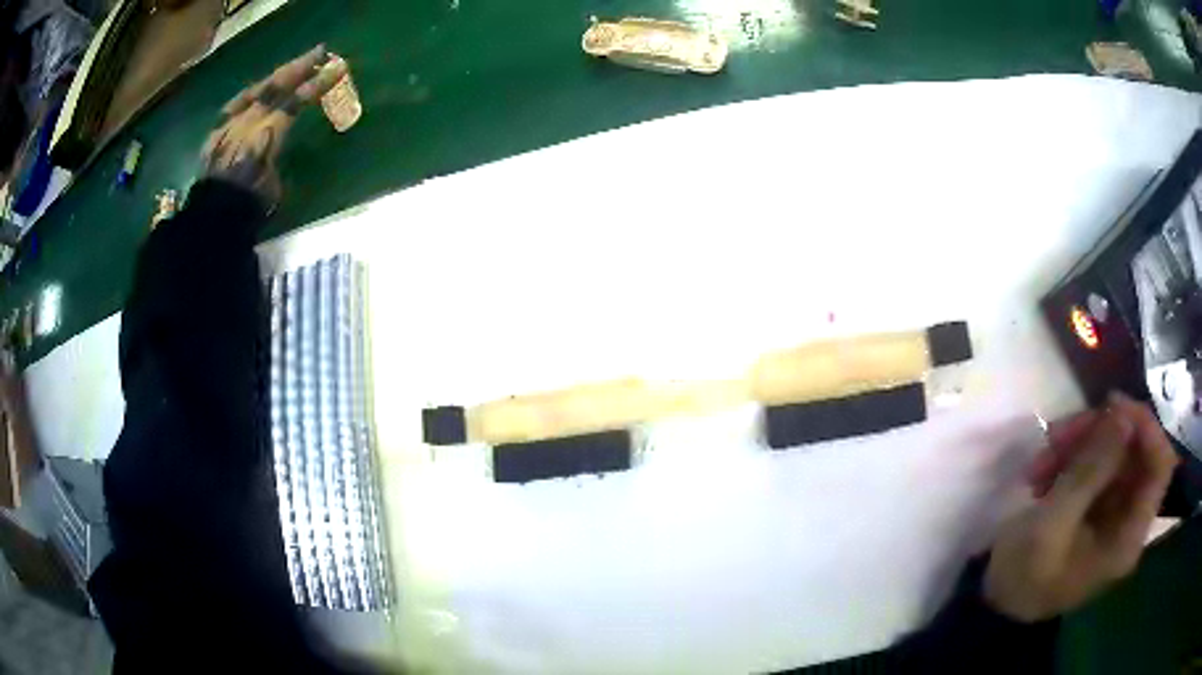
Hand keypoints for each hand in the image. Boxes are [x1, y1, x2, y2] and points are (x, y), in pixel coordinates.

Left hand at [201, 45, 347, 208]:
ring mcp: (229, 125)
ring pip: (255, 91)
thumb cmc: (246, 207)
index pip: (296, 101)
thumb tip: (275, 150)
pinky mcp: (215, 134)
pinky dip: (248, 95)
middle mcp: (247, 122)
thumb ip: (275, 159)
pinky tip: (253, 92)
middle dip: (299, 67)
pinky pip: (234, 105)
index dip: (317, 84)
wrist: (210, 219)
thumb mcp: (273, 187)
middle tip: (319, 52)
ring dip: (275, 76)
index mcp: (267, 134)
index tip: (337, 68)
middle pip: (275, 86)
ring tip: (290, 68)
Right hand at [983, 393, 1178, 621]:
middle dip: (1098, 433)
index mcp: (1128, 537)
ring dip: (1078, 442)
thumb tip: (1122, 413)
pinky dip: (1070, 455)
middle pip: (1133, 451)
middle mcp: (1130, 518)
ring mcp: (1114, 509)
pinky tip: (1041, 470)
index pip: (1160, 466)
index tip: (1111, 405)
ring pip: (1113, 450)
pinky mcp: (1098, 503)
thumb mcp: (1052, 525)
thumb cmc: (1024, 577)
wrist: (997, 604)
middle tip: (1057, 433)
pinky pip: (1096, 461)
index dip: (1145, 428)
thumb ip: (1090, 471)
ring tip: (1040, 458)